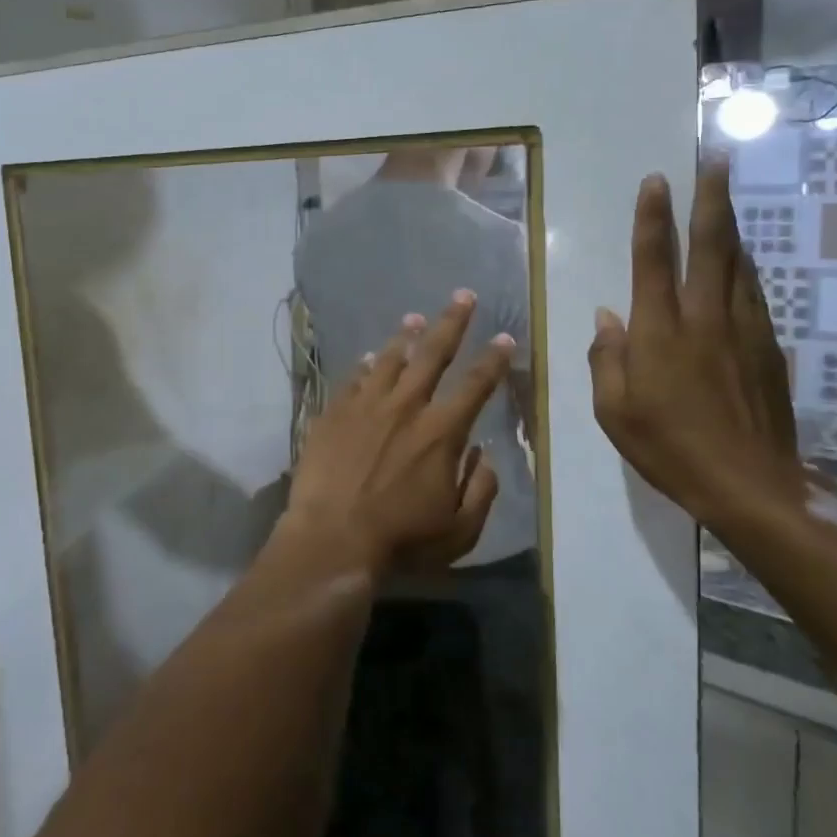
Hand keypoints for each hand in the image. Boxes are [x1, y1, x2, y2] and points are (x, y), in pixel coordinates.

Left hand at [282, 291, 513, 574]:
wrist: (331, 539)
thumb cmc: (401, 540)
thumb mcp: (459, 530)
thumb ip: (481, 490)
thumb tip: (485, 456)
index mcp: (441, 431)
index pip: (476, 385)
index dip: (494, 359)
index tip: (504, 336)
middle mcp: (405, 407)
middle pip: (433, 354)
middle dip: (452, 322)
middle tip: (463, 295)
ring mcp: (365, 405)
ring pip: (389, 359)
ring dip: (405, 337)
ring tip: (415, 318)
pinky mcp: (333, 413)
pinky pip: (352, 379)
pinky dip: (363, 366)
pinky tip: (366, 358)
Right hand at [586, 162, 803, 529]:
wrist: (752, 486)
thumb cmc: (670, 449)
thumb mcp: (615, 413)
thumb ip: (607, 359)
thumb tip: (607, 316)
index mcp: (661, 332)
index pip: (653, 260)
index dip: (653, 217)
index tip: (657, 180)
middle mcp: (704, 318)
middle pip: (711, 244)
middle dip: (712, 196)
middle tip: (717, 156)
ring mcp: (743, 329)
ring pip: (739, 262)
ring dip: (730, 223)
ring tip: (726, 194)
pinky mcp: (768, 347)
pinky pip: (754, 291)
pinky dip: (745, 265)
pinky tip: (742, 258)